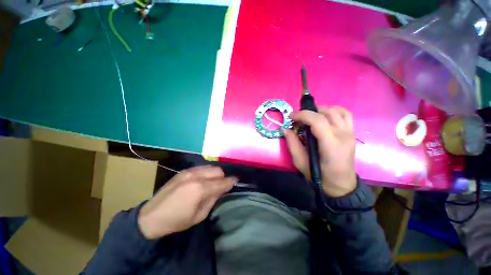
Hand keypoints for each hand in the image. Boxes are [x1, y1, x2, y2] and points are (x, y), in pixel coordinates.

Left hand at [138, 166, 236, 238]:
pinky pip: (201, 167)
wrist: (151, 216)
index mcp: (201, 189)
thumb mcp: (200, 215)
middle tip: (222, 185)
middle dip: (223, 177)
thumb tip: (222, 188)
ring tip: (213, 182)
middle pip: (218, 170)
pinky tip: (203, 179)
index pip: (223, 181)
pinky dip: (207, 172)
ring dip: (215, 173)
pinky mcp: (184, 171)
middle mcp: (196, 176)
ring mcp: (189, 171)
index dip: (231, 181)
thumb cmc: (177, 220)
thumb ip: (213, 198)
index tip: (236, 182)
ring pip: (210, 167)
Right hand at [284, 106, 356, 197]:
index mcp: (331, 144)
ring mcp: (350, 132)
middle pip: (326, 113)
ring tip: (309, 116)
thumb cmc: (319, 175)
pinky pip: (344, 114)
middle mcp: (343, 135)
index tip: (291, 117)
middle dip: (308, 111)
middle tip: (297, 118)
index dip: (302, 115)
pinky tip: (323, 116)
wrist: (341, 184)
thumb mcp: (300, 162)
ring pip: (336, 110)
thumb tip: (285, 128)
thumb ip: (292, 143)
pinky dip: (332, 111)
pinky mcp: (351, 132)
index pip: (317, 120)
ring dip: (320, 110)